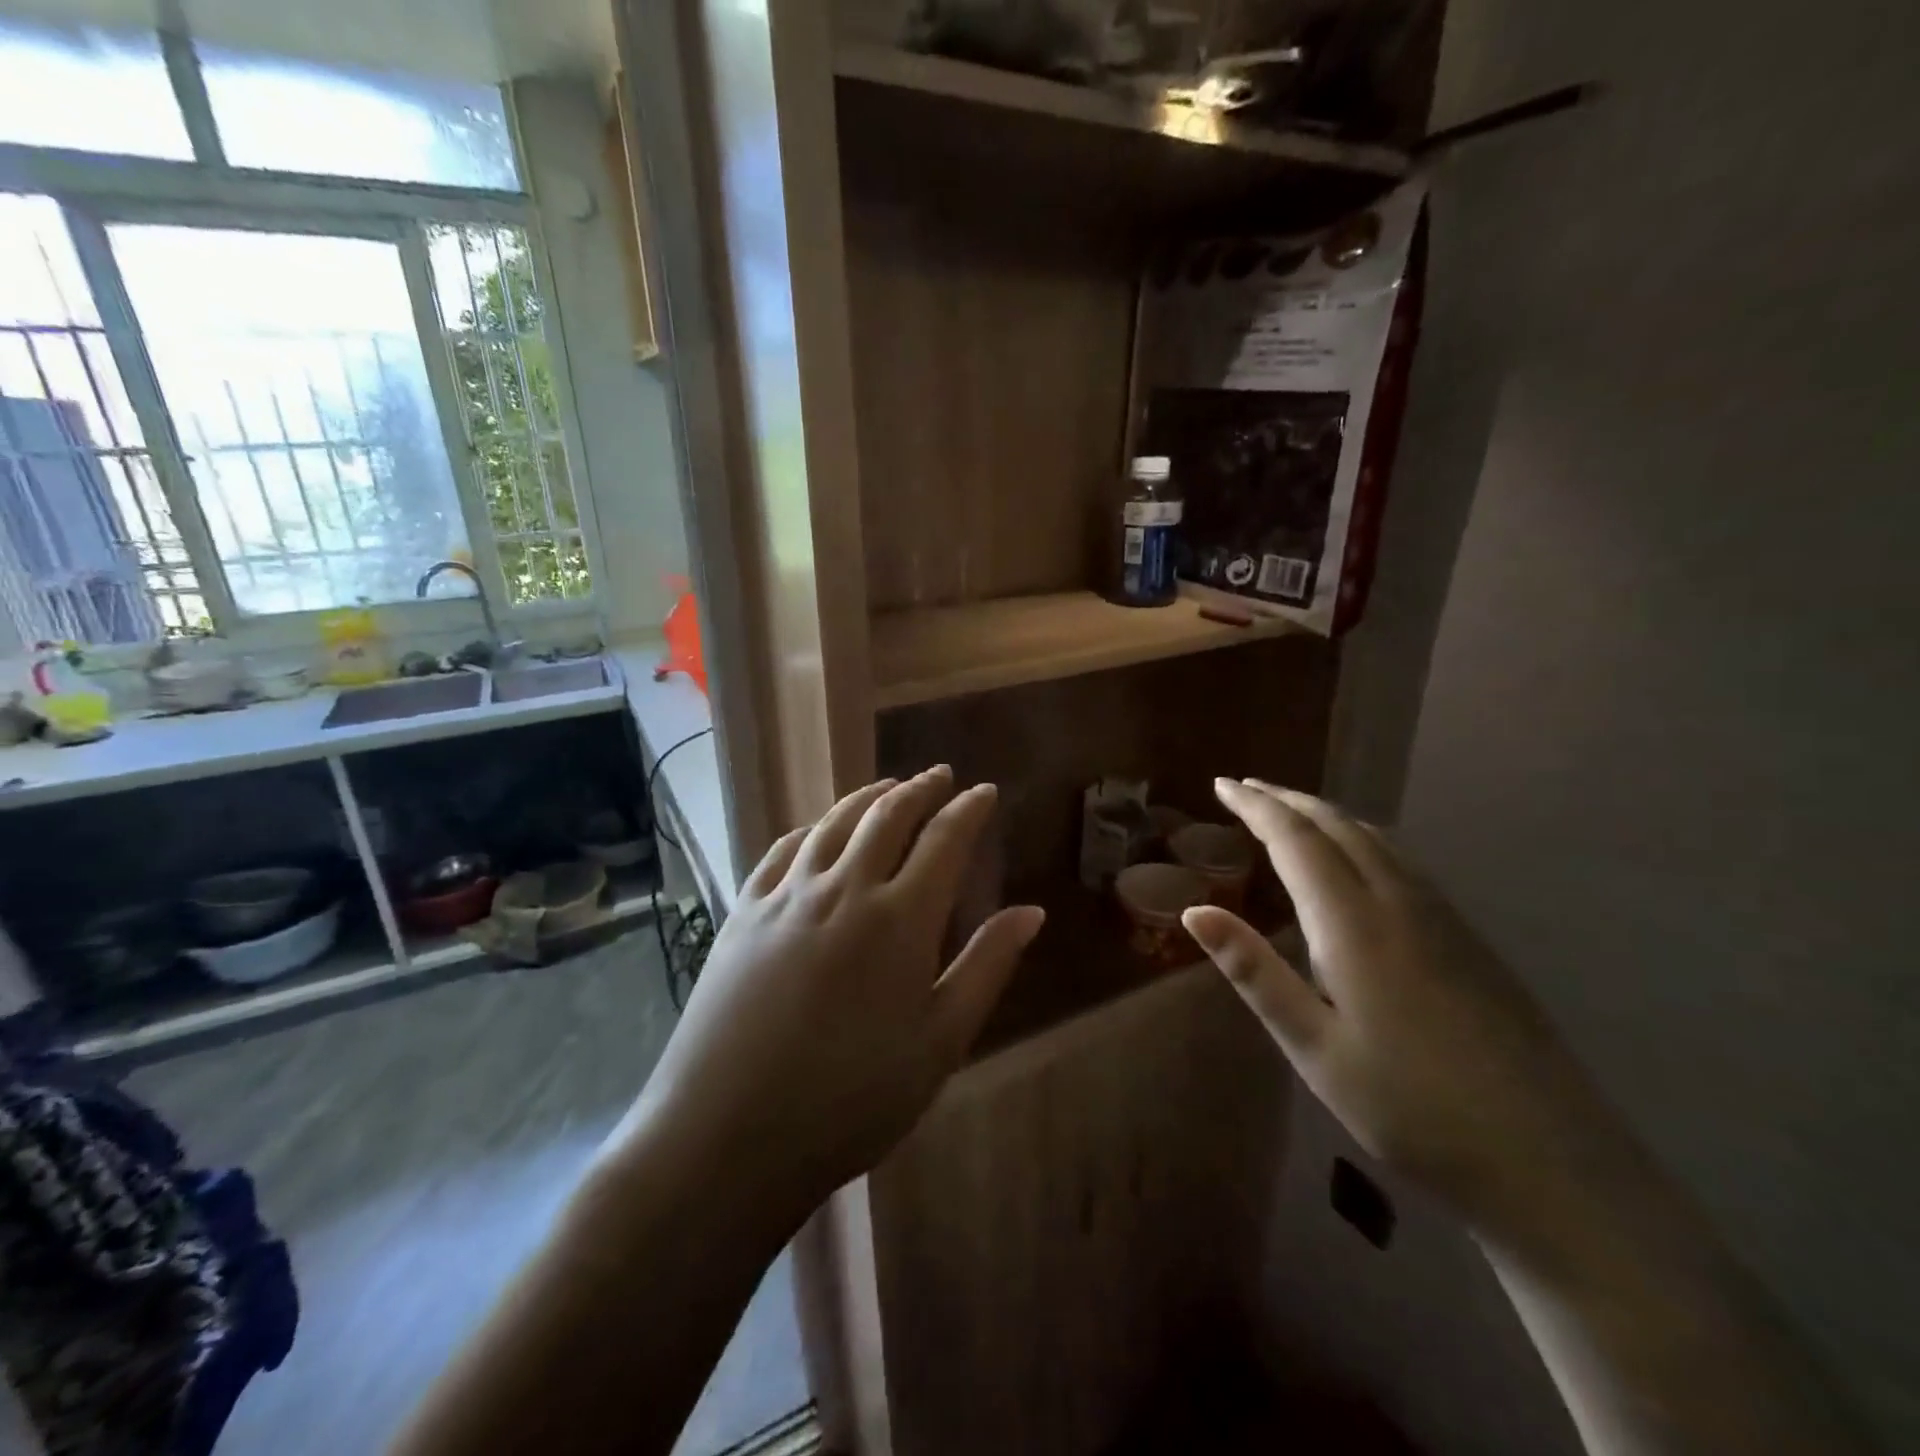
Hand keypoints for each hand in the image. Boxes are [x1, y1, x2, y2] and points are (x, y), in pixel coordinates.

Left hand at [617, 767, 1044, 1213]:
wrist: (728, 1135)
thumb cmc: (853, 1099)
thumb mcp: (940, 1042)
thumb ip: (987, 966)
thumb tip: (1031, 911)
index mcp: (900, 918)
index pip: (944, 840)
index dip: (968, 810)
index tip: (984, 791)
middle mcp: (844, 888)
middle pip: (887, 816)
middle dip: (920, 788)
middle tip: (940, 774)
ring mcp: (787, 896)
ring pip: (834, 823)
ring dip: (867, 797)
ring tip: (887, 786)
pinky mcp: (743, 912)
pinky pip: (783, 851)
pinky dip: (811, 829)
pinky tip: (817, 831)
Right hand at [1183, 779, 1610, 1224]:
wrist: (1552, 1164)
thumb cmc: (1410, 1109)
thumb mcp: (1312, 1046)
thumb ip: (1253, 971)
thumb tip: (1194, 910)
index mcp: (1354, 924)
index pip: (1296, 840)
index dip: (1256, 807)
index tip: (1222, 785)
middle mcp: (1400, 903)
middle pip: (1338, 826)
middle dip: (1287, 800)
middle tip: (1245, 788)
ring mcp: (1444, 918)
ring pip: (1376, 838)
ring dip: (1326, 814)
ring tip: (1291, 810)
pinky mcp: (1470, 940)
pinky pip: (1403, 861)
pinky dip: (1362, 837)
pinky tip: (1358, 857)